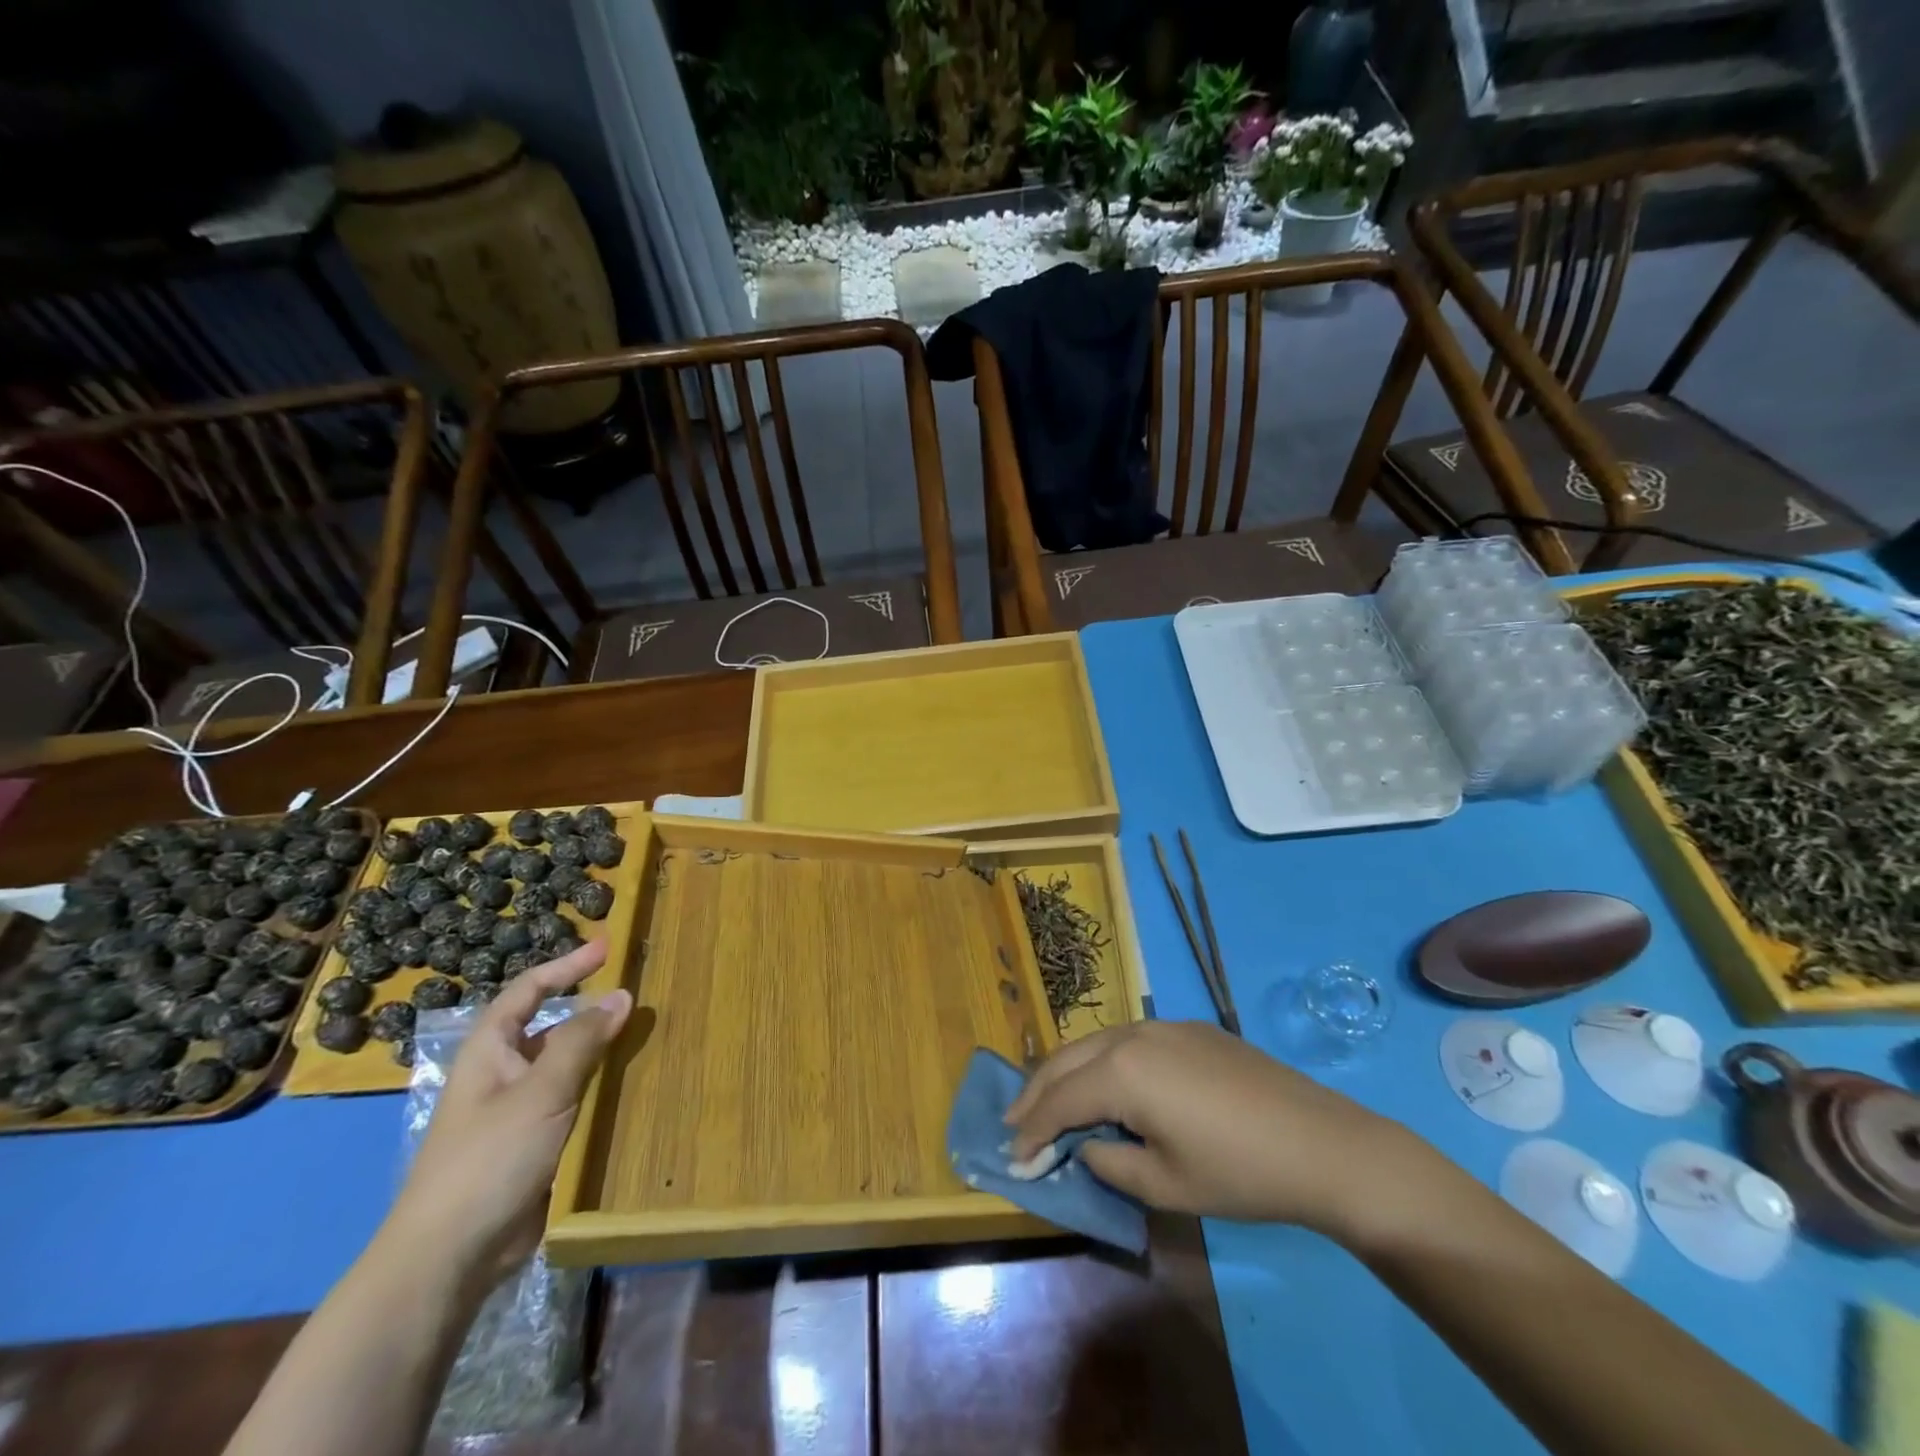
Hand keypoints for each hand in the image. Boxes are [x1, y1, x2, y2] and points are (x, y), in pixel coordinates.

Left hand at [387, 941, 631, 1279]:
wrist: (449, 1258)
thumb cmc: (488, 1159)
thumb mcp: (540, 1092)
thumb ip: (582, 1041)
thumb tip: (621, 995)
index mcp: (490, 1051)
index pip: (530, 990)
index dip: (567, 966)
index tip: (608, 947)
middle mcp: (503, 1074)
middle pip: (552, 1027)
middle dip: (592, 1009)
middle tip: (638, 993)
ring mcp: (518, 1112)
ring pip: (567, 1066)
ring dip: (602, 1050)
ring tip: (648, 1035)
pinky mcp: (535, 1146)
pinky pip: (574, 1102)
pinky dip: (602, 1089)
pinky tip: (634, 1087)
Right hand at [1008, 1021, 1438, 1240]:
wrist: (1322, 1144)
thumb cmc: (1238, 1173)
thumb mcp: (1164, 1185)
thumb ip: (1109, 1162)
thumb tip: (1087, 1145)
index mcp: (1122, 1071)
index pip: (1059, 1100)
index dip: (1032, 1131)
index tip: (1011, 1158)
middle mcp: (1133, 1034)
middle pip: (1067, 1059)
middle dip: (1035, 1092)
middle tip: (1014, 1123)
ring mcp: (1164, 1025)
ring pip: (1096, 1043)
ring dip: (1068, 1073)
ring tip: (1050, 1103)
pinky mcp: (1190, 1029)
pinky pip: (1128, 1040)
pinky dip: (1103, 1063)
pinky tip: (1107, 1085)